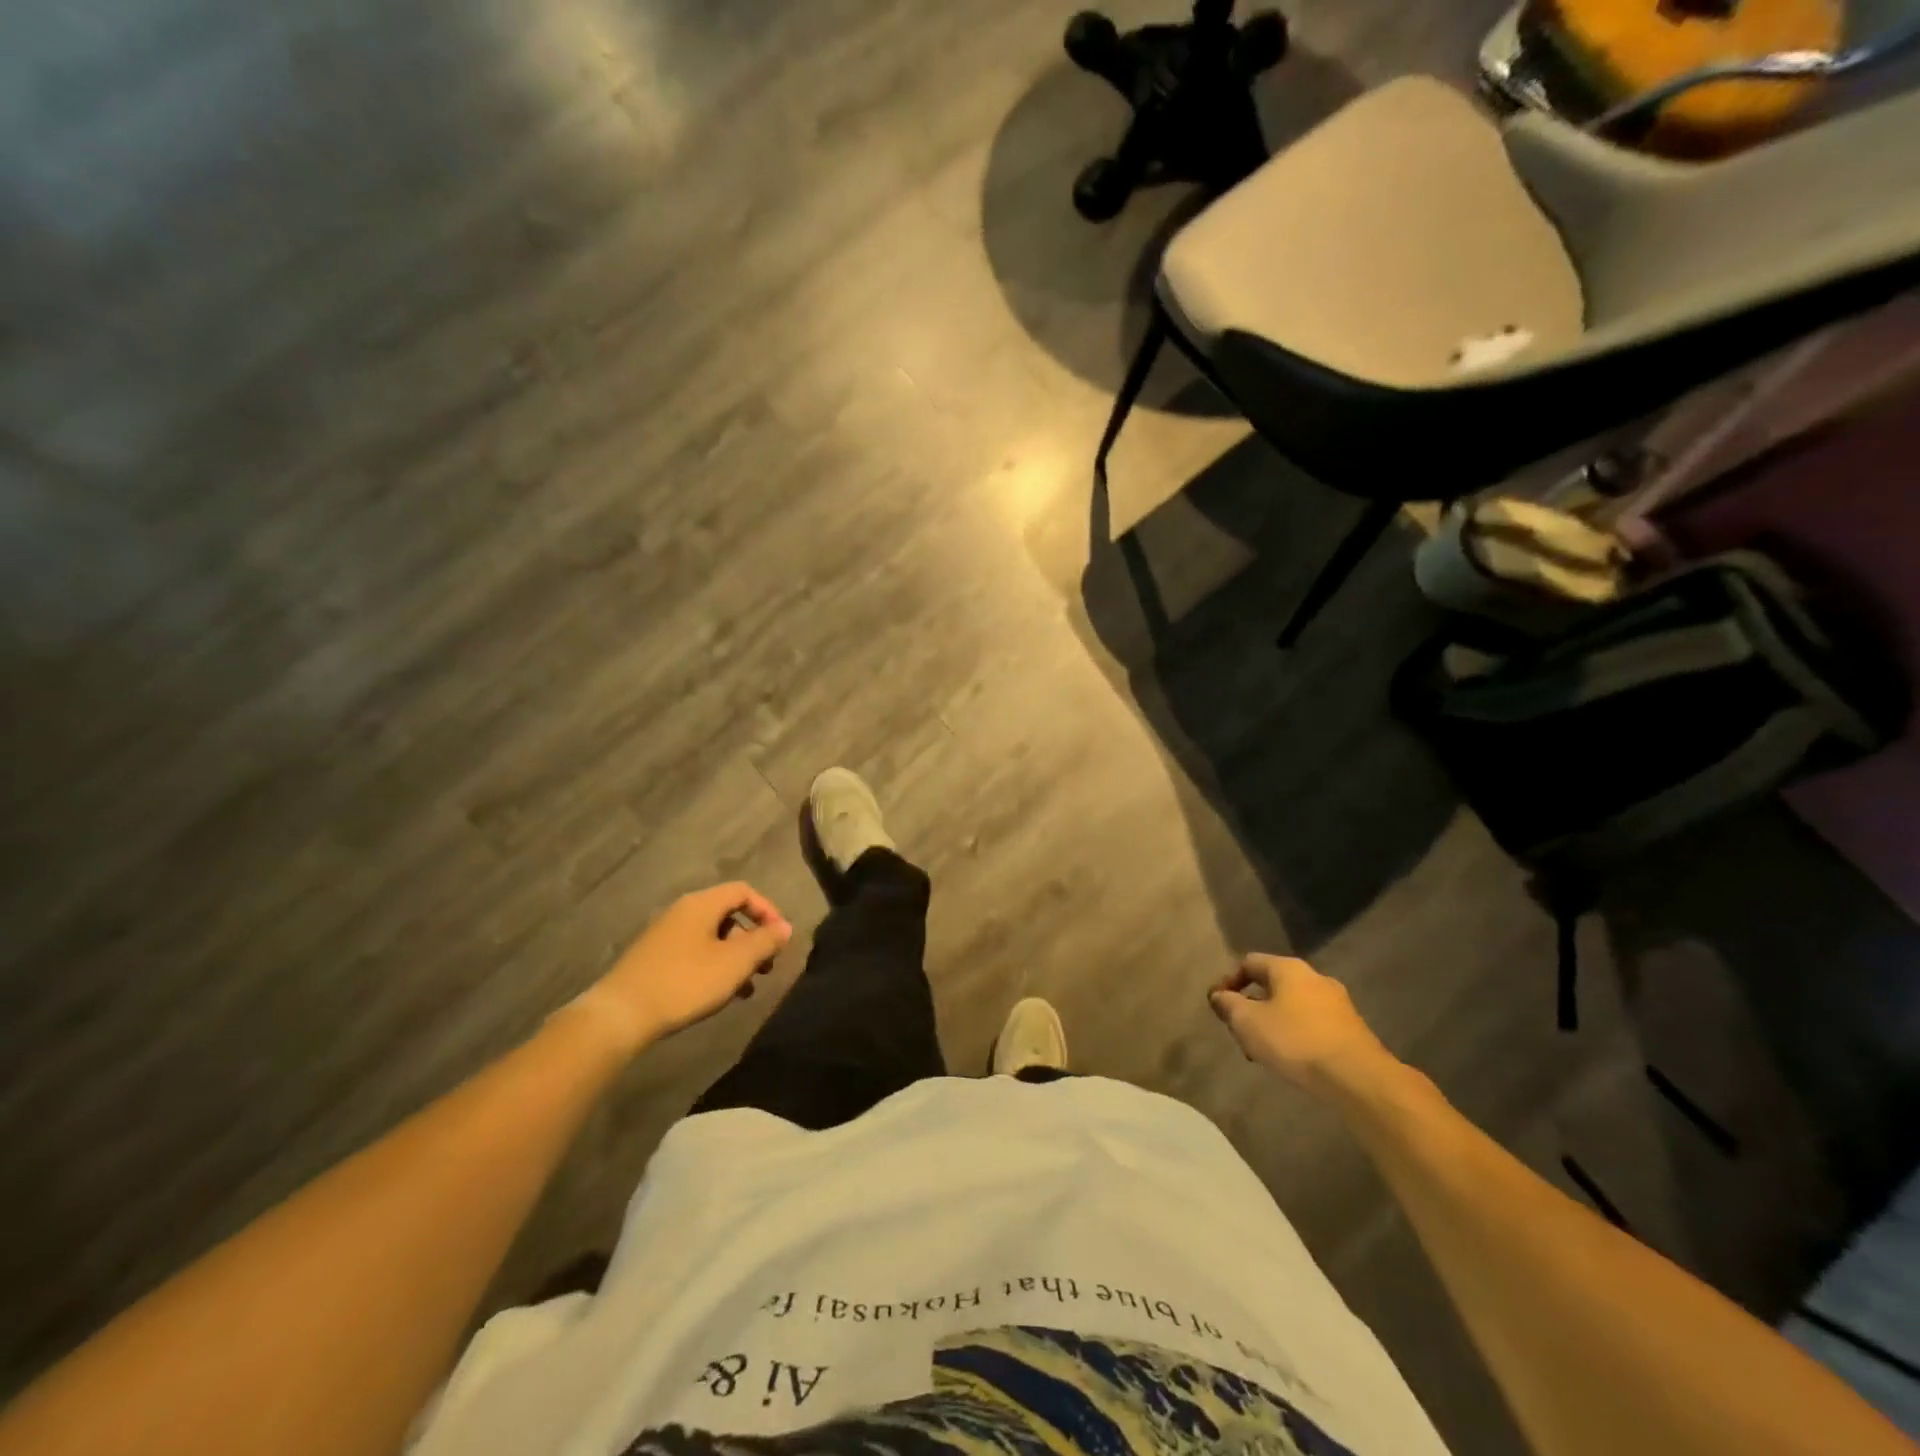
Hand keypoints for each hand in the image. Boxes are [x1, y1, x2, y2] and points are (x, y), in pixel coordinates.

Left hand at [583, 883, 793, 1051]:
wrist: (621, 1015)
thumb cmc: (685, 982)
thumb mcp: (735, 963)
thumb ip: (765, 942)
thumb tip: (785, 927)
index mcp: (702, 904)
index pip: (744, 891)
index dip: (768, 911)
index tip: (780, 939)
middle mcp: (682, 911)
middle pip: (728, 914)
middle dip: (753, 939)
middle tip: (766, 966)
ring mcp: (665, 934)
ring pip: (712, 937)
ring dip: (735, 957)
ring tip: (747, 987)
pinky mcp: (653, 958)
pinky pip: (694, 952)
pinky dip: (714, 966)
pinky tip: (718, 994)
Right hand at [1208, 953, 1392, 1092]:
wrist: (1358, 1078)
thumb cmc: (1295, 1041)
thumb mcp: (1248, 1022)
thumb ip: (1228, 1005)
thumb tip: (1218, 996)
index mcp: (1288, 968)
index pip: (1249, 963)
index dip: (1228, 981)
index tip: (1217, 1005)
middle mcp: (1314, 977)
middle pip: (1271, 985)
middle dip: (1251, 1006)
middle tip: (1239, 1031)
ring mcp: (1337, 1003)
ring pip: (1292, 1006)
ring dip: (1272, 1023)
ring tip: (1262, 1051)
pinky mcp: (1350, 1028)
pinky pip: (1312, 1023)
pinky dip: (1295, 1035)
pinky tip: (1290, 1059)